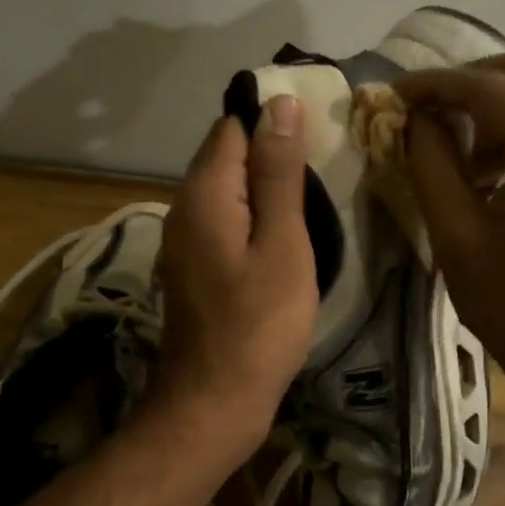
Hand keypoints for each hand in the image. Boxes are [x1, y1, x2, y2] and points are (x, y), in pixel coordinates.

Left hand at [150, 96, 318, 454]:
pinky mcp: (191, 266)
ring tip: (309, 203)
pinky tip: (279, 238)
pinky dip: (249, 217)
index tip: (318, 139)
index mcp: (204, 192)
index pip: (233, 127)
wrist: (214, 402)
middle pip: (225, 156)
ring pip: (224, 190)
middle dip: (269, 155)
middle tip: (322, 173)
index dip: (273, 123)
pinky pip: (221, 220)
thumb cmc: (260, 324)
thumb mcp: (282, 243)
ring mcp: (182, 239)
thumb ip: (278, 173)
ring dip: (262, 188)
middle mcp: (182, 207)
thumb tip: (279, 104)